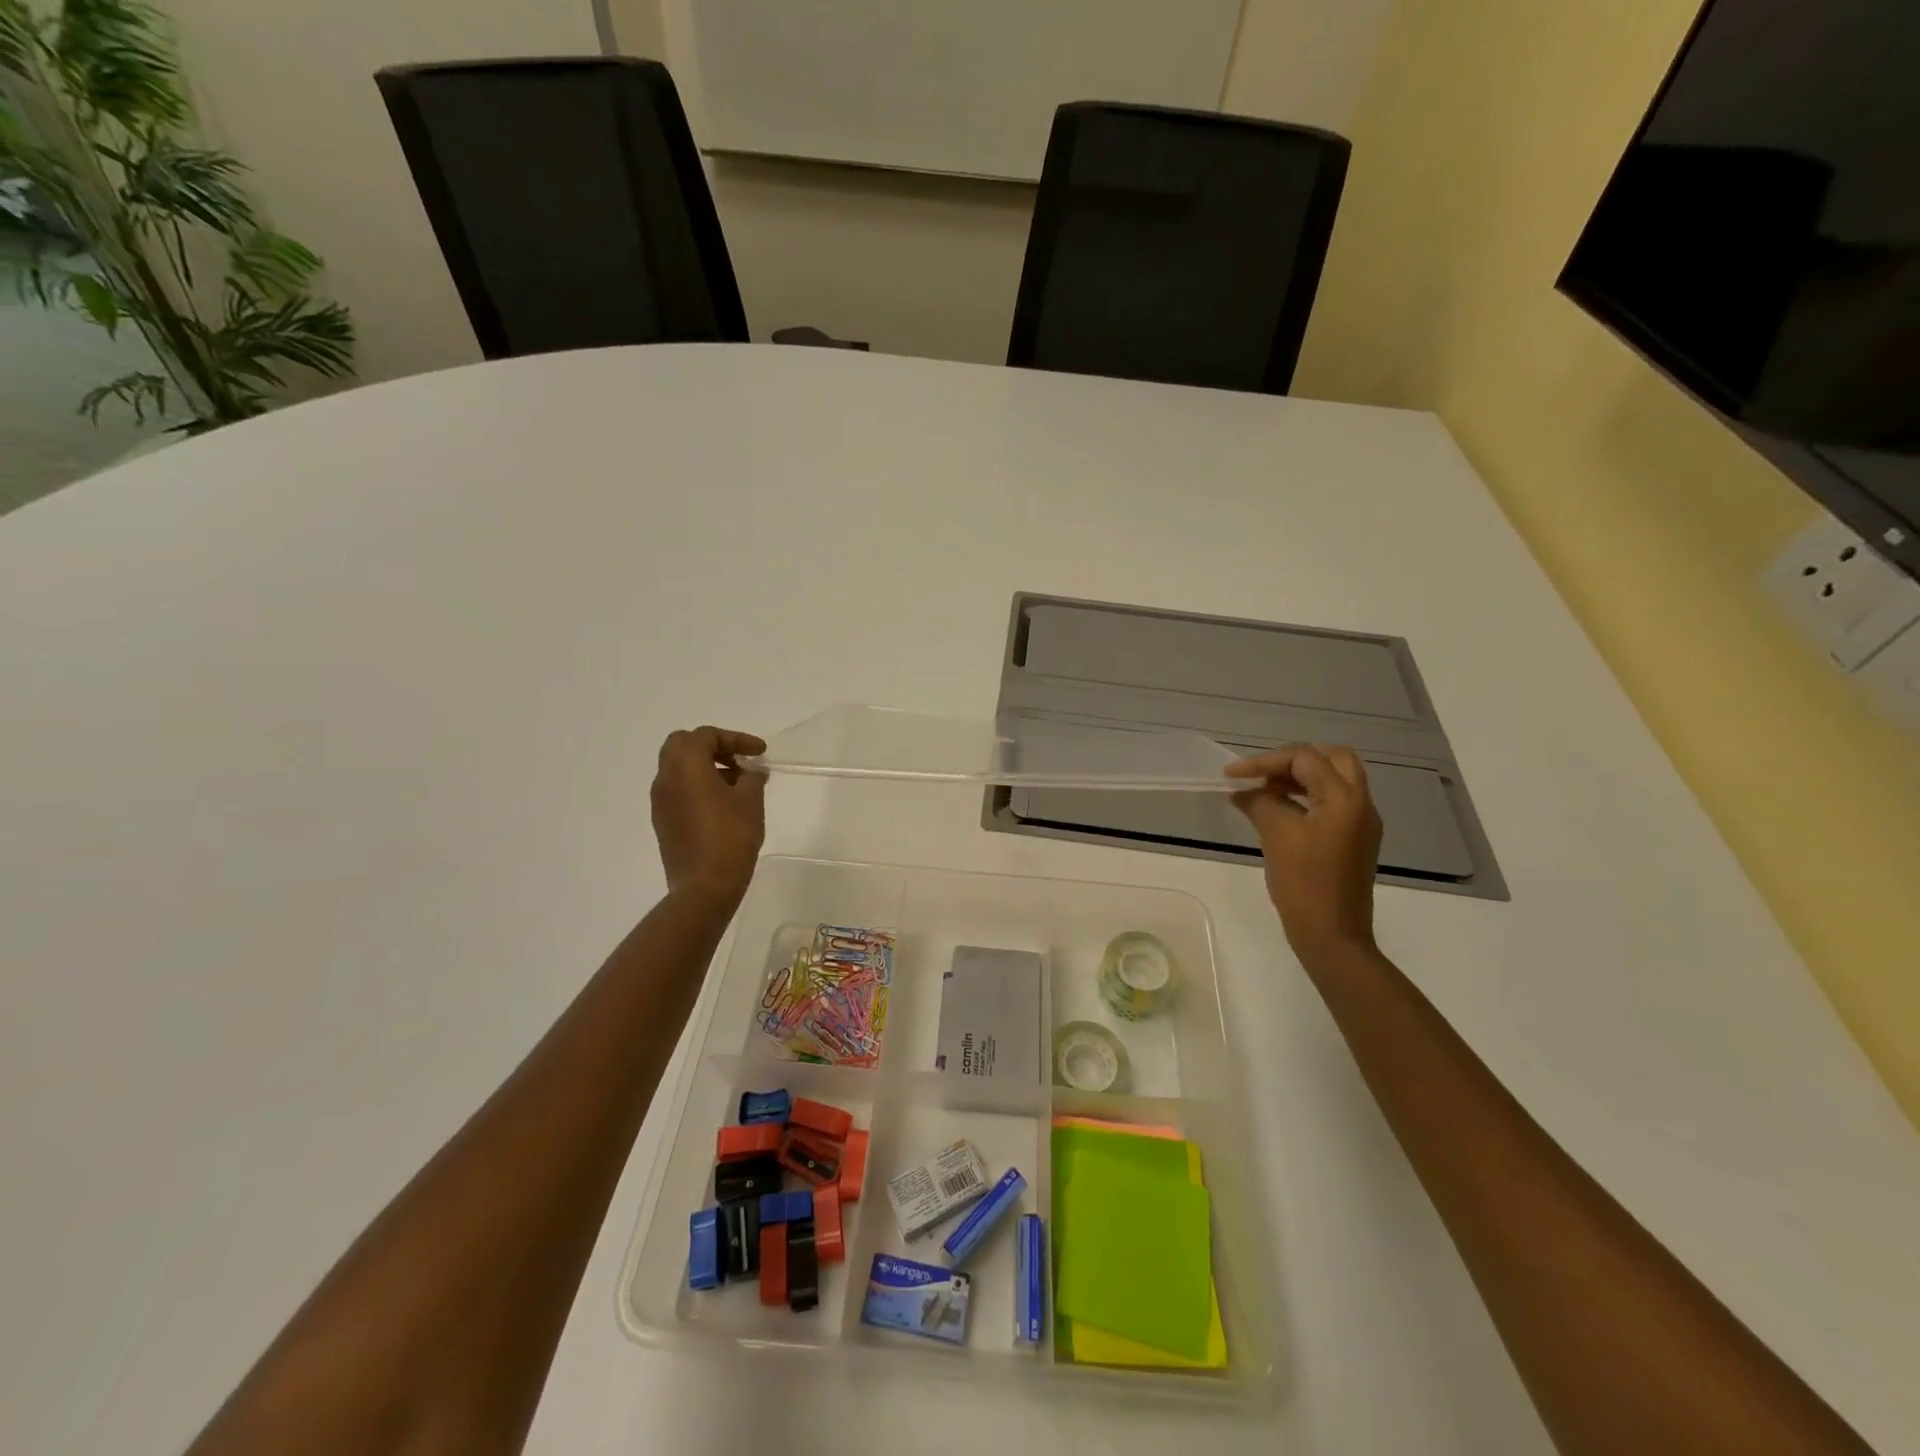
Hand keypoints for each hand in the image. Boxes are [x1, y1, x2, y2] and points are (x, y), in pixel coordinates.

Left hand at [650, 727, 767, 897]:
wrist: (704, 886)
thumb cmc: (731, 836)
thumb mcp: (751, 800)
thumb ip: (752, 777)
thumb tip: (751, 772)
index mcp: (685, 765)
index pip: (706, 736)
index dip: (736, 739)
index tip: (760, 752)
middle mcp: (666, 778)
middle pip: (683, 746)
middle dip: (713, 747)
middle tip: (740, 761)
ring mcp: (660, 801)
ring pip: (679, 769)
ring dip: (706, 768)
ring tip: (738, 785)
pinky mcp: (663, 821)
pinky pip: (679, 791)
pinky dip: (698, 786)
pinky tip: (723, 805)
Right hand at [1228, 743, 1382, 959]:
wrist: (1332, 935)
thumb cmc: (1304, 883)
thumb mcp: (1277, 835)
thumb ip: (1260, 803)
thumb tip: (1243, 792)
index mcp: (1345, 798)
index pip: (1305, 758)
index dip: (1265, 761)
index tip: (1232, 776)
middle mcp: (1361, 804)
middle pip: (1332, 759)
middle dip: (1292, 761)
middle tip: (1261, 774)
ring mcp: (1360, 823)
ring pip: (1333, 780)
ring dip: (1298, 778)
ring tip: (1262, 791)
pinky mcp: (1353, 840)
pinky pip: (1332, 802)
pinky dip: (1305, 797)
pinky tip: (1277, 811)